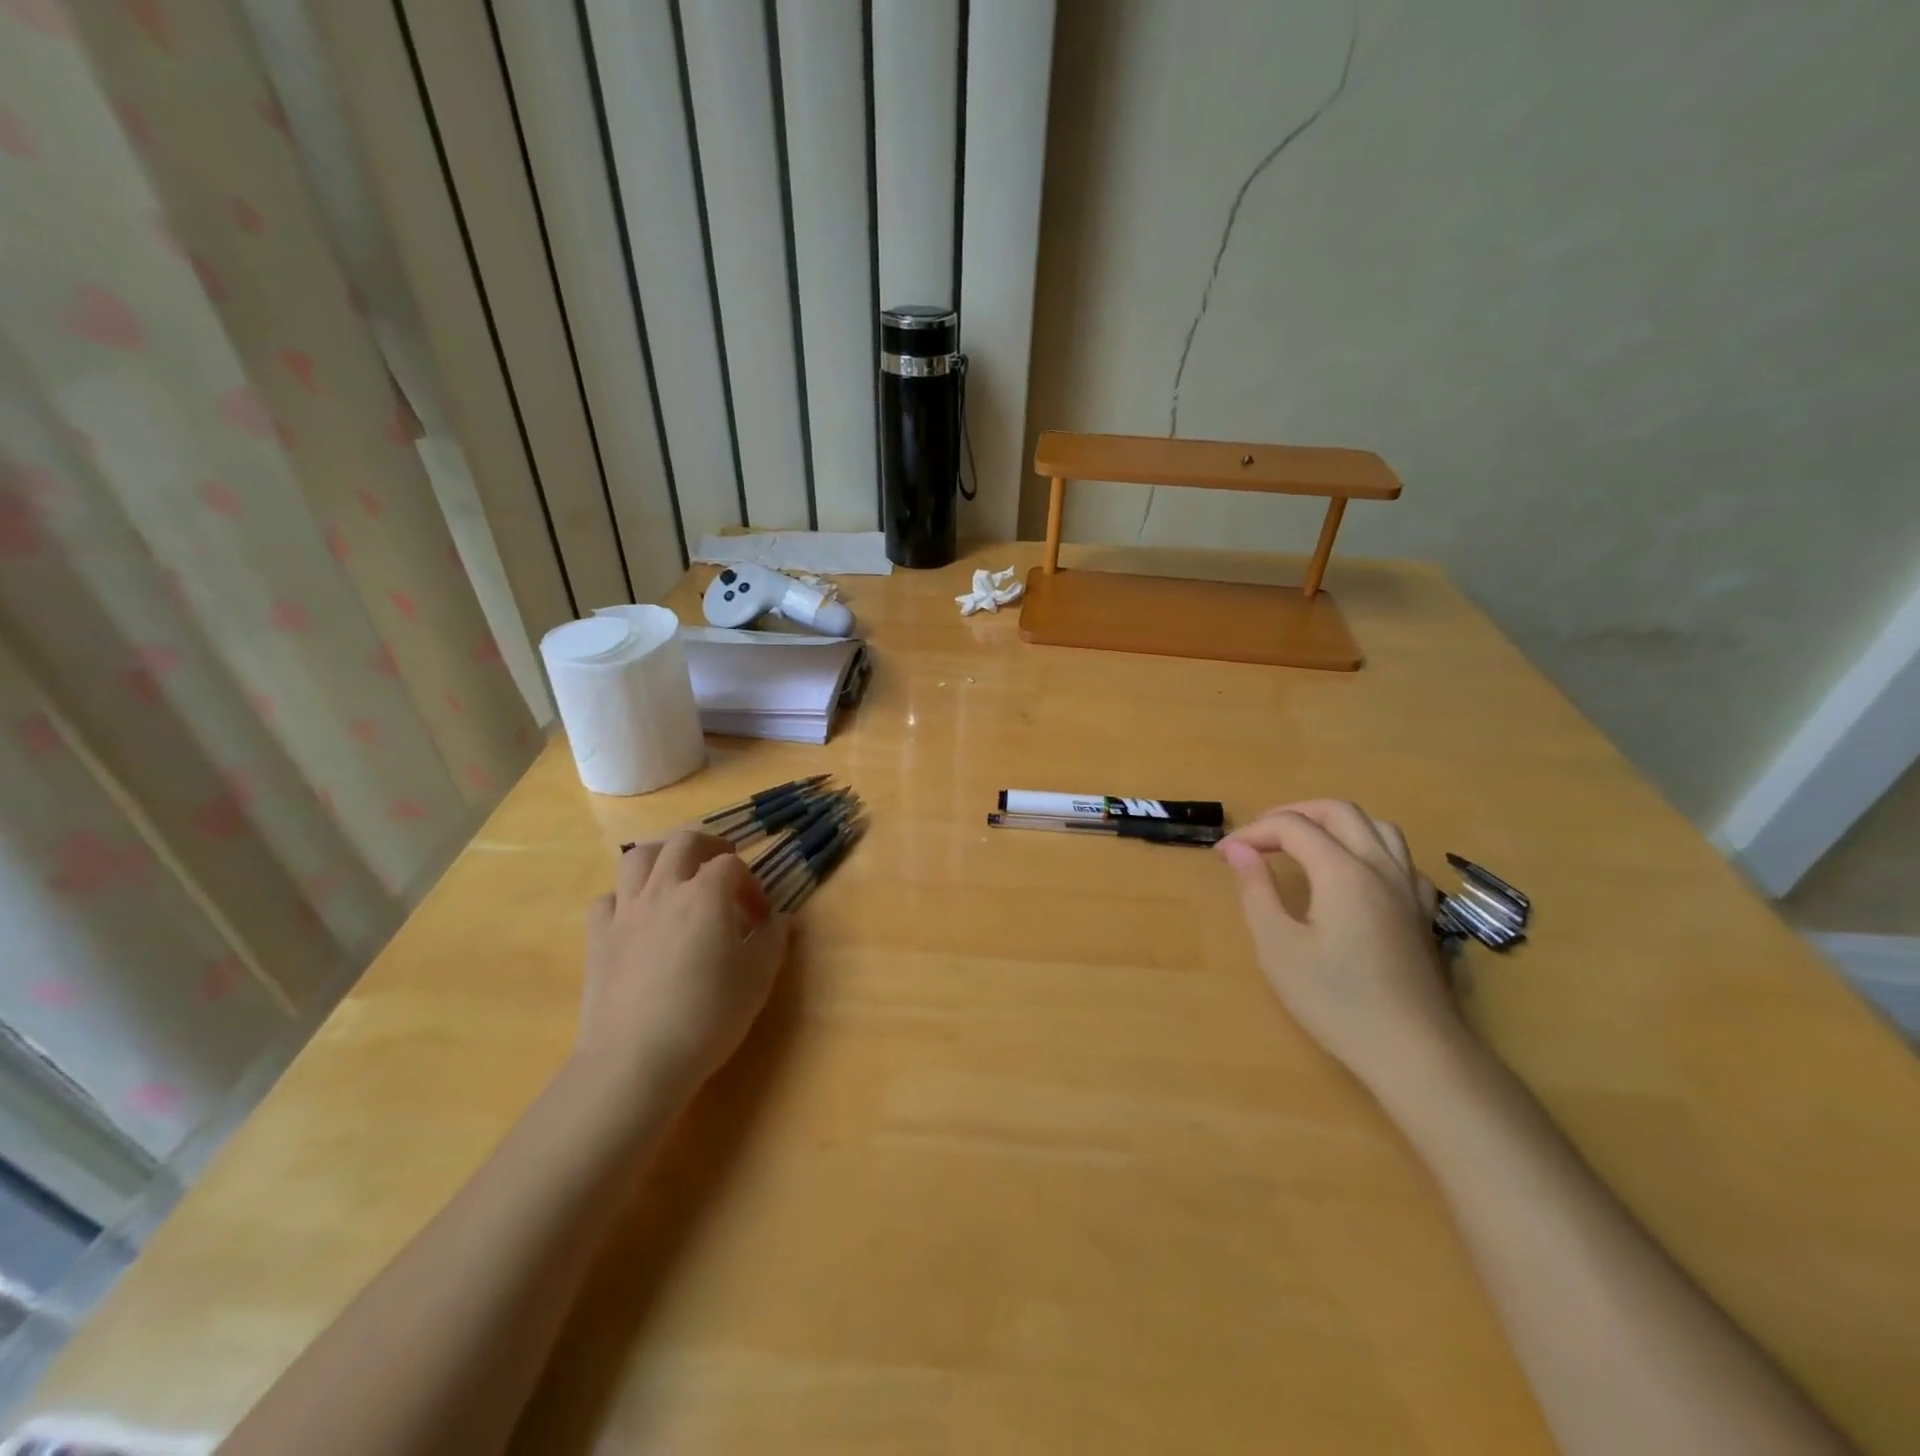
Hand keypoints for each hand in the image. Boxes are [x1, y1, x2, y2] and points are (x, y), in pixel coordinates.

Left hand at [575, 831, 790, 1107]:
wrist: (635, 1061)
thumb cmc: (707, 1016)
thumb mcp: (758, 978)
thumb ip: (771, 939)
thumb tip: (776, 918)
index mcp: (706, 894)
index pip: (732, 865)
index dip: (751, 883)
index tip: (760, 915)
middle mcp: (664, 889)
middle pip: (683, 841)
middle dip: (709, 846)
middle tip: (723, 867)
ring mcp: (626, 911)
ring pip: (638, 856)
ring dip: (663, 856)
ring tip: (678, 875)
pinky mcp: (597, 936)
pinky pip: (609, 897)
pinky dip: (627, 896)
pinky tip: (639, 916)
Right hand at [1216, 800, 1465, 1092]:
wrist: (1415, 1052)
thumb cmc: (1337, 1000)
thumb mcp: (1278, 947)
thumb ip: (1257, 890)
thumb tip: (1239, 850)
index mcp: (1343, 872)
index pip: (1292, 827)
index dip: (1253, 832)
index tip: (1223, 855)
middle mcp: (1380, 867)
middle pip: (1338, 812)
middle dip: (1293, 814)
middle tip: (1259, 837)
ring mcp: (1410, 889)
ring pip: (1376, 827)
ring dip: (1334, 824)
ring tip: (1304, 845)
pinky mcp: (1424, 912)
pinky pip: (1399, 858)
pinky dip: (1368, 849)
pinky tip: (1354, 876)